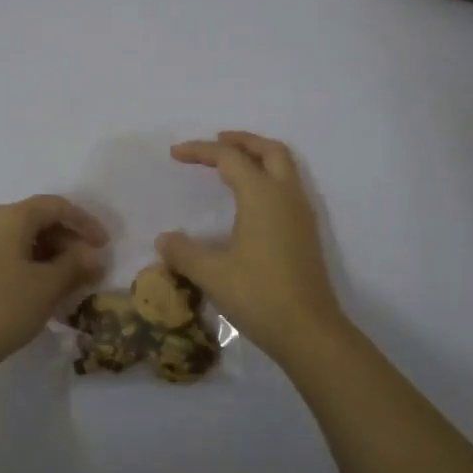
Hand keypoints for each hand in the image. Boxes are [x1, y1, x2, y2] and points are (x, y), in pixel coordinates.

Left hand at [0, 195, 107, 382]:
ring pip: (21, 241)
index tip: (105, 246)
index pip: (56, 206)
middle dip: (68, 242)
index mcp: (9, 218)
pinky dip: (30, 267)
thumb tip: (94, 256)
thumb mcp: (46, 287)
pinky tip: (41, 293)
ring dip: (50, 257)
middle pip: (37, 220)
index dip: (85, 222)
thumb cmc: (0, 309)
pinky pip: (6, 257)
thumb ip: (75, 266)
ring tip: (69, 284)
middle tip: (89, 269)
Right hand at [156, 131, 347, 362]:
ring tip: (232, 166)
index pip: (229, 158)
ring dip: (259, 157)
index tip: (175, 154)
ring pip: (284, 167)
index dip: (200, 151)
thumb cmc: (259, 295)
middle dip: (242, 141)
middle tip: (216, 143)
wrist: (309, 331)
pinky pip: (288, 187)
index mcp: (262, 195)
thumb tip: (163, 239)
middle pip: (269, 150)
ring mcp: (301, 214)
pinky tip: (251, 201)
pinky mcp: (306, 233)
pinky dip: (268, 178)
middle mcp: (286, 196)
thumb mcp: (212, 274)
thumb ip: (184, 252)